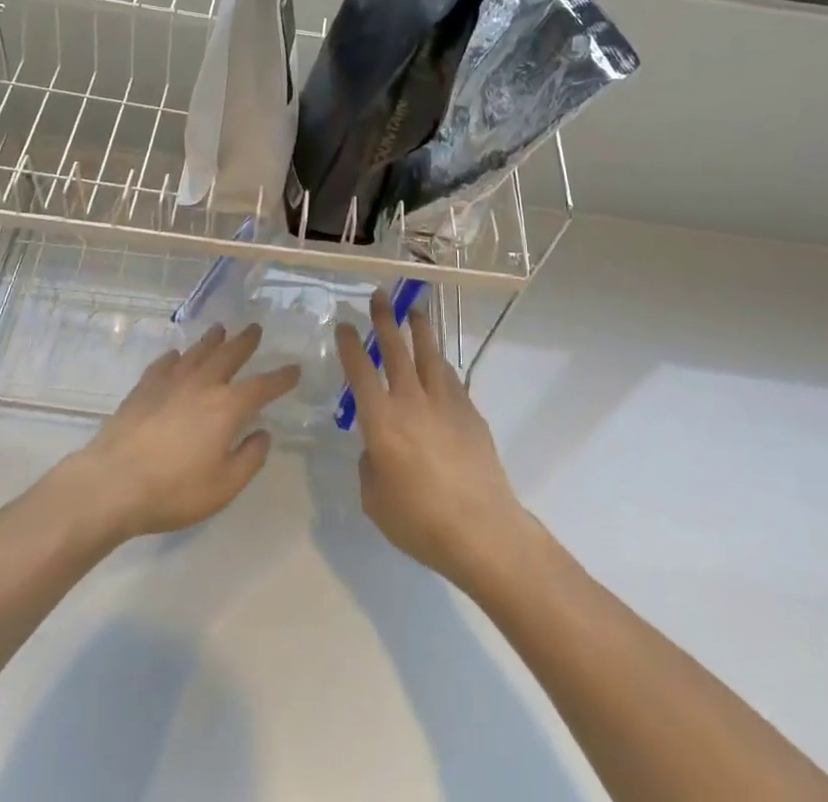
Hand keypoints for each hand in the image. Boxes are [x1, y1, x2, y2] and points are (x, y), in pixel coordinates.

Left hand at [70, 323, 298, 541]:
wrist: (113, 482)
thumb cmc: (174, 490)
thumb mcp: (224, 487)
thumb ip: (249, 458)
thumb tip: (263, 433)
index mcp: (227, 407)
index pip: (262, 386)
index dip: (281, 378)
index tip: (294, 369)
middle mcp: (202, 384)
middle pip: (229, 355)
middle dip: (245, 342)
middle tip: (255, 328)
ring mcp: (170, 382)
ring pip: (197, 352)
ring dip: (212, 340)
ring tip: (220, 329)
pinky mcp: (144, 387)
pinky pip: (165, 363)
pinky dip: (176, 357)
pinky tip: (177, 357)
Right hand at [335, 293, 529, 589]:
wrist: (482, 531)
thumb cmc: (420, 522)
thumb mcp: (375, 501)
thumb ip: (369, 466)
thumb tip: (376, 449)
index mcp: (382, 420)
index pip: (360, 371)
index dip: (350, 345)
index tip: (345, 324)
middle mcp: (411, 401)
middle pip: (395, 349)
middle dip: (385, 319)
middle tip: (379, 295)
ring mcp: (445, 403)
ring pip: (429, 353)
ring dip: (419, 329)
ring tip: (414, 310)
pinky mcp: (470, 412)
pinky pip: (450, 376)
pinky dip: (440, 362)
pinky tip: (438, 360)